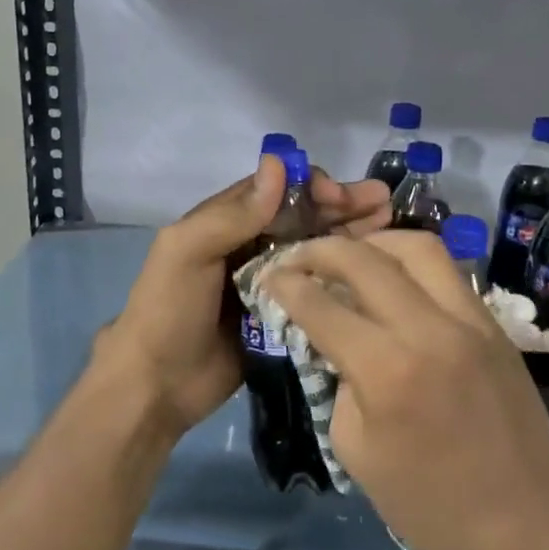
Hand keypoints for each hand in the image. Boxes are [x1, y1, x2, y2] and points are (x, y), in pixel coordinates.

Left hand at [97, 156, 392, 439]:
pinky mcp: (283, 316)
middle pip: (303, 217)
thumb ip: (232, 214)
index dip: (311, 186)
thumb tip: (278, 164)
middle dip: (342, 206)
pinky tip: (376, 271)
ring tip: (391, 225)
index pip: (276, 190)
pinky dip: (344, 276)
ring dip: (350, 235)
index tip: (342, 197)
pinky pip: (317, 289)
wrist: (157, 385)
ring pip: (315, 249)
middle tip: (384, 204)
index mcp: (225, 222)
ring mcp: (269, 282)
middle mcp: (250, 245)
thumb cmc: (169, 310)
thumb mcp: (187, 251)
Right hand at [263, 230, 548, 549]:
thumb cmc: (427, 506)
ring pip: (417, 247)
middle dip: (321, 249)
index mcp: (386, 371)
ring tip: (351, 257)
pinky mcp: (496, 327)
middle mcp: (429, 331)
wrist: (524, 530)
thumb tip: (334, 340)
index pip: (322, 305)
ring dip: (374, 243)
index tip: (269, 276)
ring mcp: (471, 322)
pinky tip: (394, 281)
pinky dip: (412, 265)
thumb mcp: (354, 449)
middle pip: (365, 259)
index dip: (286, 285)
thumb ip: (338, 381)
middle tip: (299, 258)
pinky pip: (449, 273)